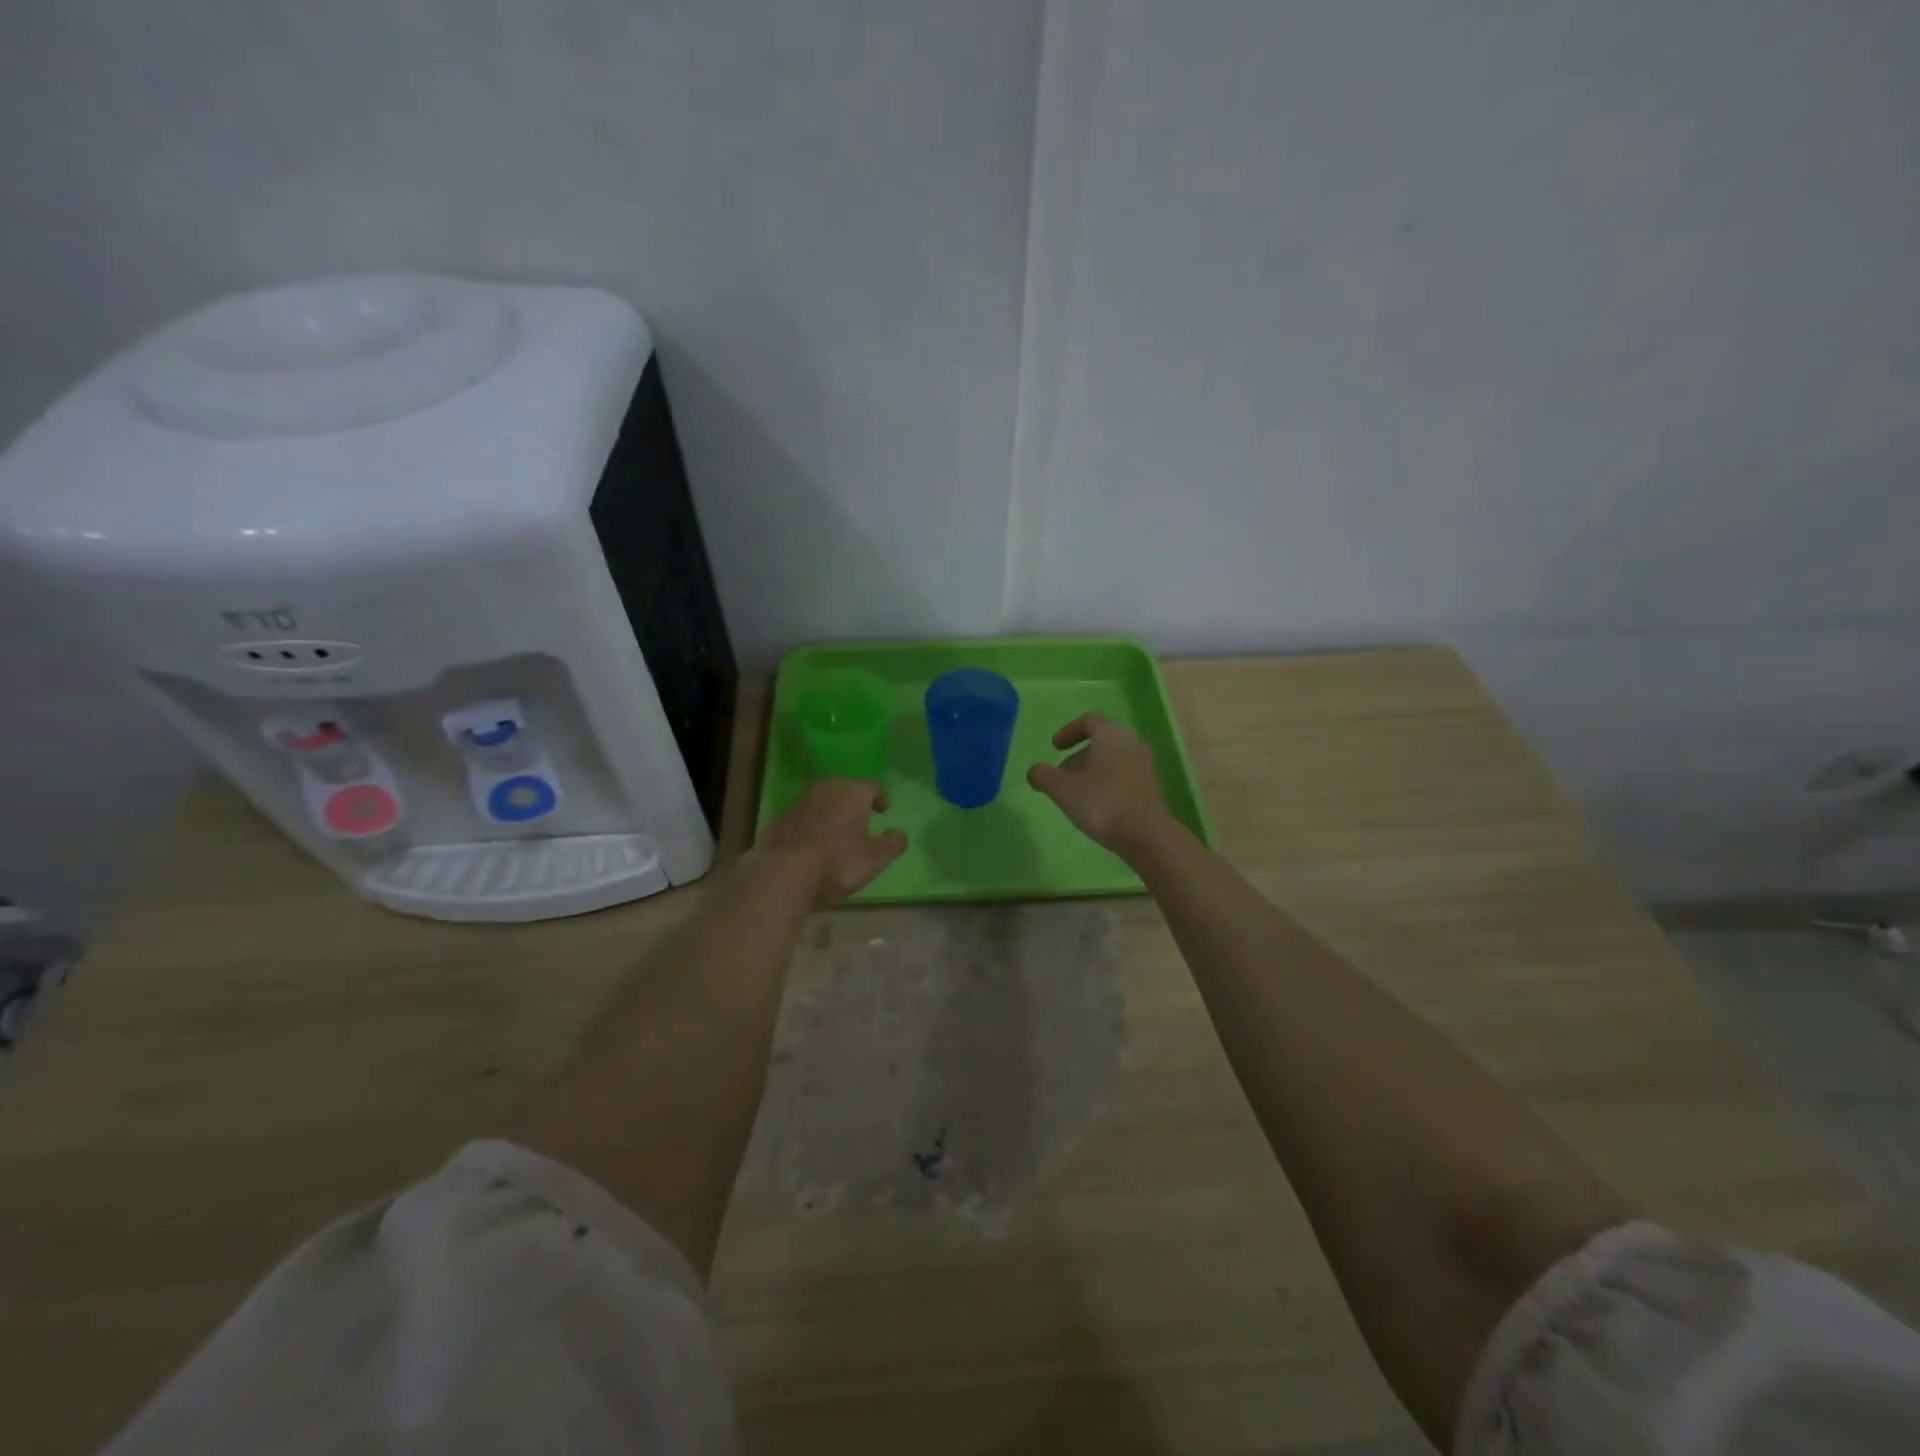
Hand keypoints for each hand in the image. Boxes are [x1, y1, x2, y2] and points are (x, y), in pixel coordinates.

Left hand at [757, 778, 907, 904]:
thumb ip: (893, 844)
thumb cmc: (838, 860)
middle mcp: (827, 788)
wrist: (784, 871)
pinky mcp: (781, 817)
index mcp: (853, 791)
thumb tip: (900, 834)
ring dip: (832, 811)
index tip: (883, 811)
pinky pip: (804, 815)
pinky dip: (813, 823)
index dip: (881, 798)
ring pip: (823, 800)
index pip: (873, 786)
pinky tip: (814, 842)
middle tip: (861, 817)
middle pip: (845, 788)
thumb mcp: (876, 858)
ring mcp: (800, 800)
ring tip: (837, 831)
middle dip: (854, 801)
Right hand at [1027, 713, 1175, 859]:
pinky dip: (1108, 782)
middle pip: (1102, 741)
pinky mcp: (1152, 786)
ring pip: (1113, 759)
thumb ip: (1043, 776)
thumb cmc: (1101, 803)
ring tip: (1076, 793)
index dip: (1069, 731)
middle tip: (1062, 774)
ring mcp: (1145, 765)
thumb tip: (1034, 771)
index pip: (1089, 721)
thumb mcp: (1062, 789)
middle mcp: (1132, 742)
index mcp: (1111, 734)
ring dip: (1093, 770)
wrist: (1146, 834)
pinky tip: (1097, 805)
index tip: (1055, 747)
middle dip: (1079, 755)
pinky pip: (1125, 775)